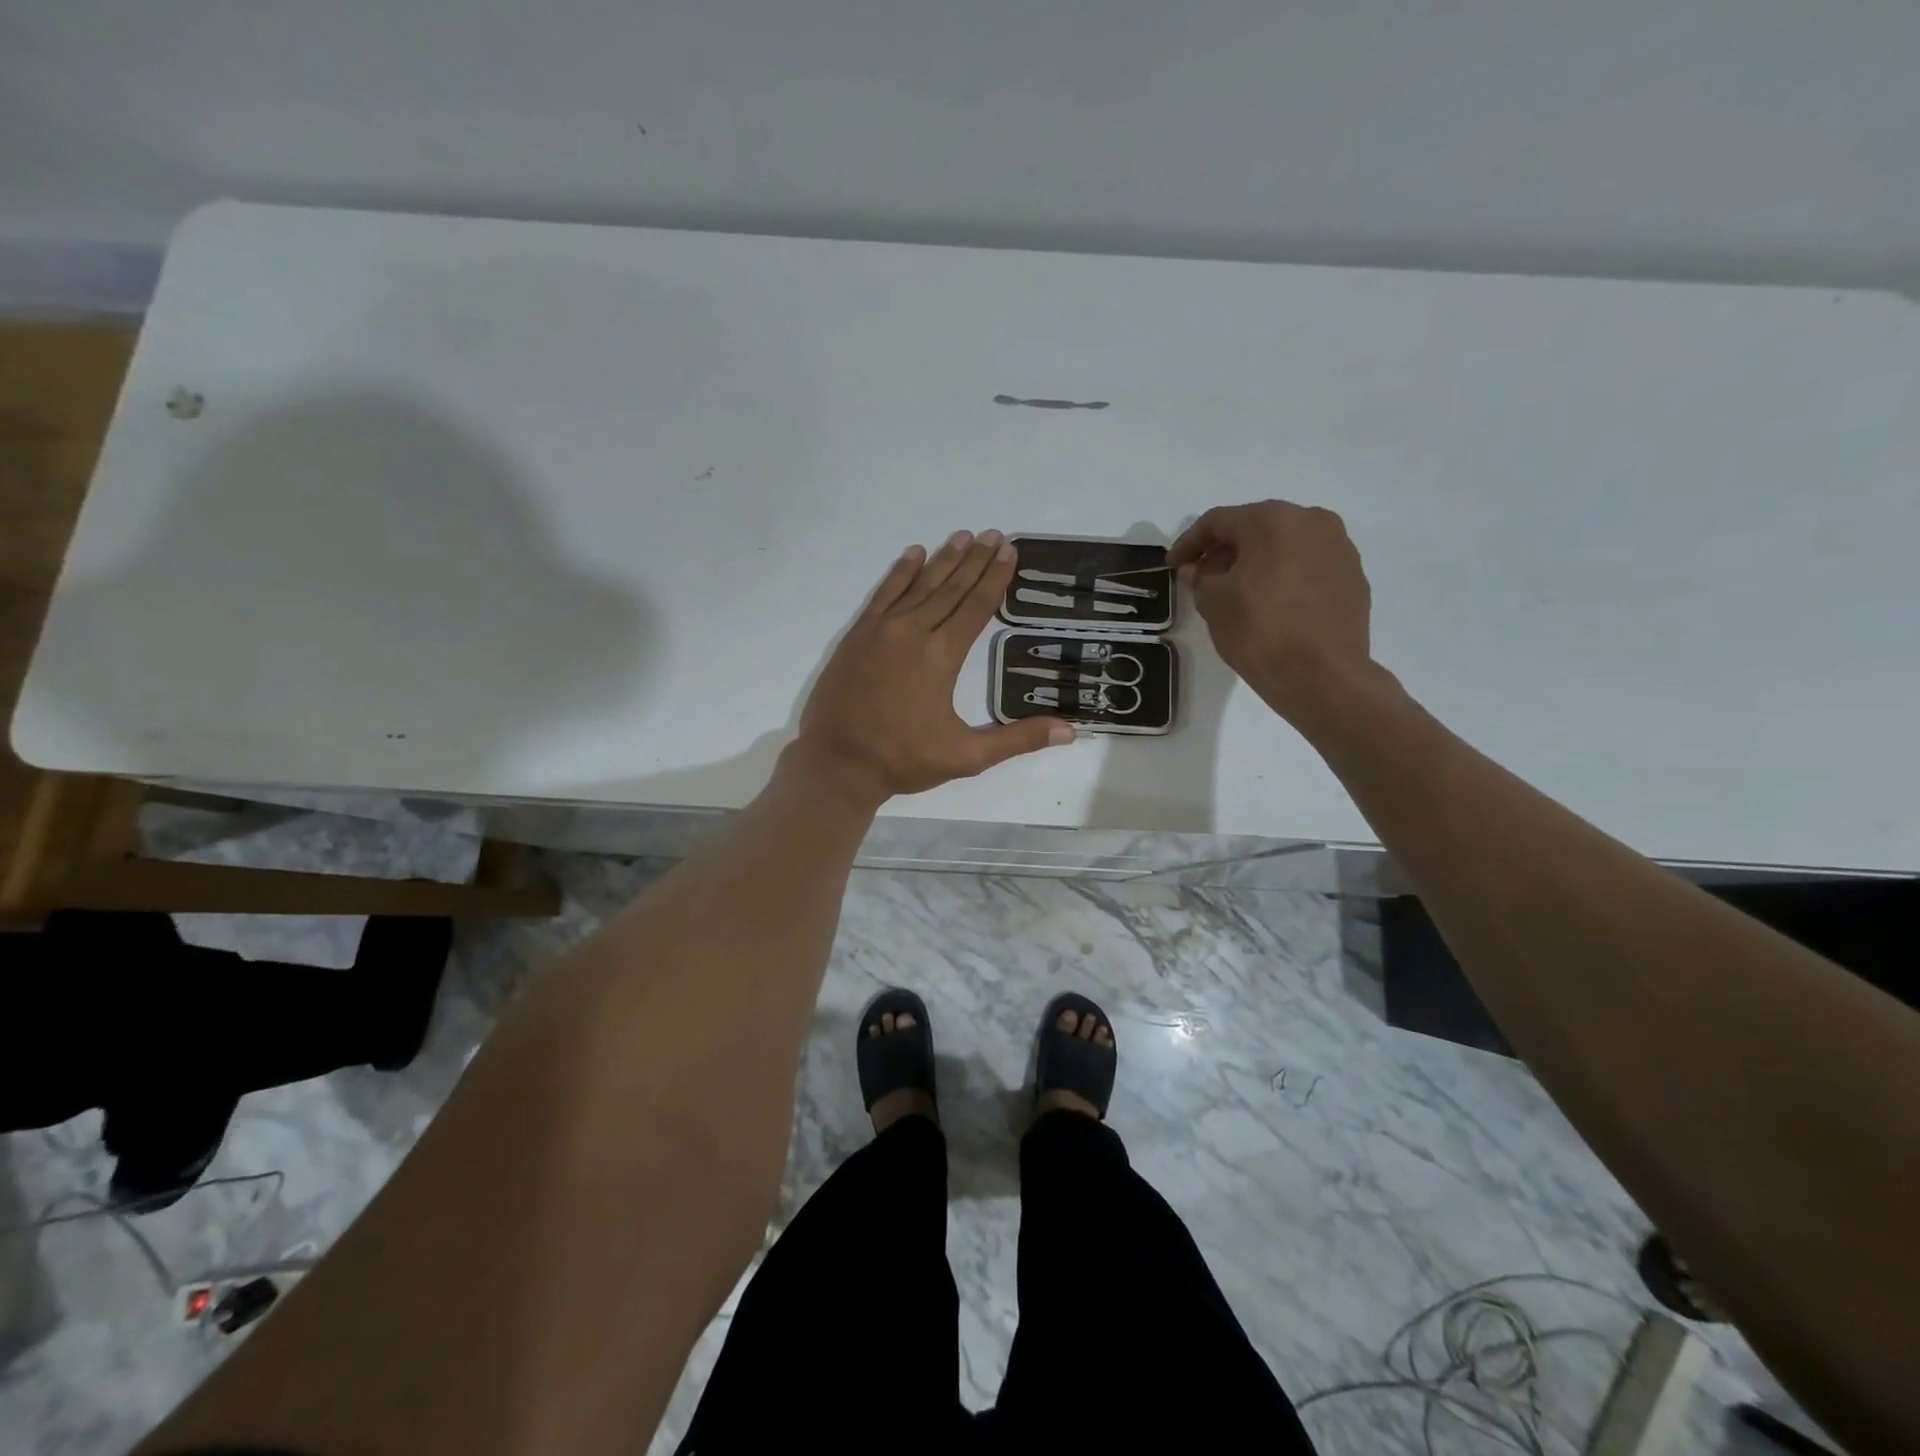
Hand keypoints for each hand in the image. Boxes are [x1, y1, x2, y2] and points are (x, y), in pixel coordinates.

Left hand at [789, 530, 1073, 805]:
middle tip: (993, 534)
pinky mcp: (857, 635)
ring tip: (962, 536)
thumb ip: (1018, 739)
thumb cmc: (904, 760)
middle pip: (951, 588)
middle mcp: (913, 632)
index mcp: (942, 656)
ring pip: (919, 585)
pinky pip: (883, 594)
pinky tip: (913, 554)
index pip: (976, 607)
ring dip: (943, 560)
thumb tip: (1071, 731)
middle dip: (974, 560)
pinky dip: (900, 573)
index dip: (995, 578)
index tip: (1009, 551)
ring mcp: (881, 630)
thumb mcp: (967, 756)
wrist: (838, 763)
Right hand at [1168, 501, 1376, 718]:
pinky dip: (1284, 577)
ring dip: (1257, 562)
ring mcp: (1340, 548)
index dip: (1189, 542)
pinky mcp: (1354, 576)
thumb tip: (1206, 569)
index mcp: (1274, 520)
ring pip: (1286, 546)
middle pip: (1256, 527)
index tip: (1173, 565)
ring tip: (1238, 591)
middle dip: (1225, 550)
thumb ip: (1202, 576)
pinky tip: (1271, 604)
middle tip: (1203, 576)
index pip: (1218, 521)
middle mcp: (1313, 521)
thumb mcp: (1213, 602)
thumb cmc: (1259, 631)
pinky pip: (1308, 567)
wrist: (1321, 675)